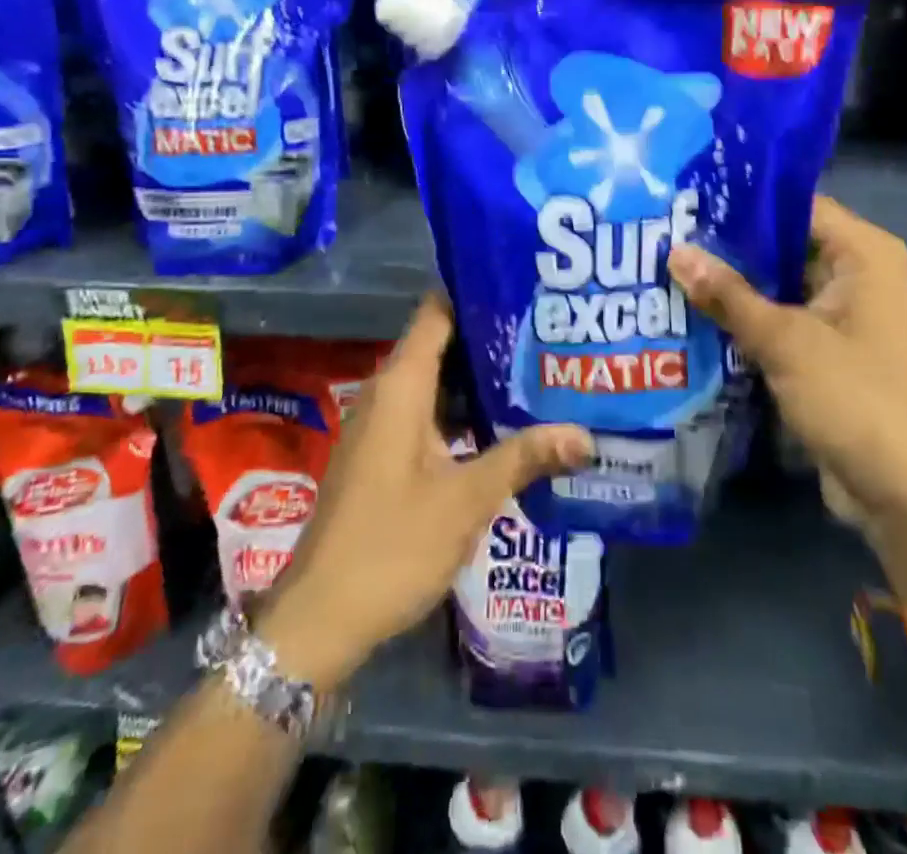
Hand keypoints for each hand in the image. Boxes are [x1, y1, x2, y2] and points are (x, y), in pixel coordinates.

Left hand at [255, 295, 592, 693]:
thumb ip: (525, 457)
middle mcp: (388, 392)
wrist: (320, 619)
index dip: (478, 291)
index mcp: (400, 385)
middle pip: (443, 342)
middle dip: (493, 337)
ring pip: (439, 380)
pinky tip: (507, 423)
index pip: (438, 310)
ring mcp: (384, 424)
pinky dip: (466, 410)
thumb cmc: (391, 545)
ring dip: (482, 377)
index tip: (527, 287)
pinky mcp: (385, 453)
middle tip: (551, 331)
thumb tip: (586, 433)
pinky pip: (430, 411)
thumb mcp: (466, 499)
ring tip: (541, 369)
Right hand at [667, 196, 906, 545]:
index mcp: (864, 254)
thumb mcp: (786, 341)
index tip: (686, 199)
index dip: (742, 201)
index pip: (795, 204)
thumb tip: (675, 251)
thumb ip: (728, 295)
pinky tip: (693, 316)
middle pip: (784, 245)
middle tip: (665, 234)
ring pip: (778, 286)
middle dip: (728, 247)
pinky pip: (781, 322)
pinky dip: (746, 321)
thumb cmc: (858, 399)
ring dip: (732, 287)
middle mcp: (858, 275)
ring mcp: (844, 317)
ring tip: (666, 269)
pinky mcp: (829, 354)